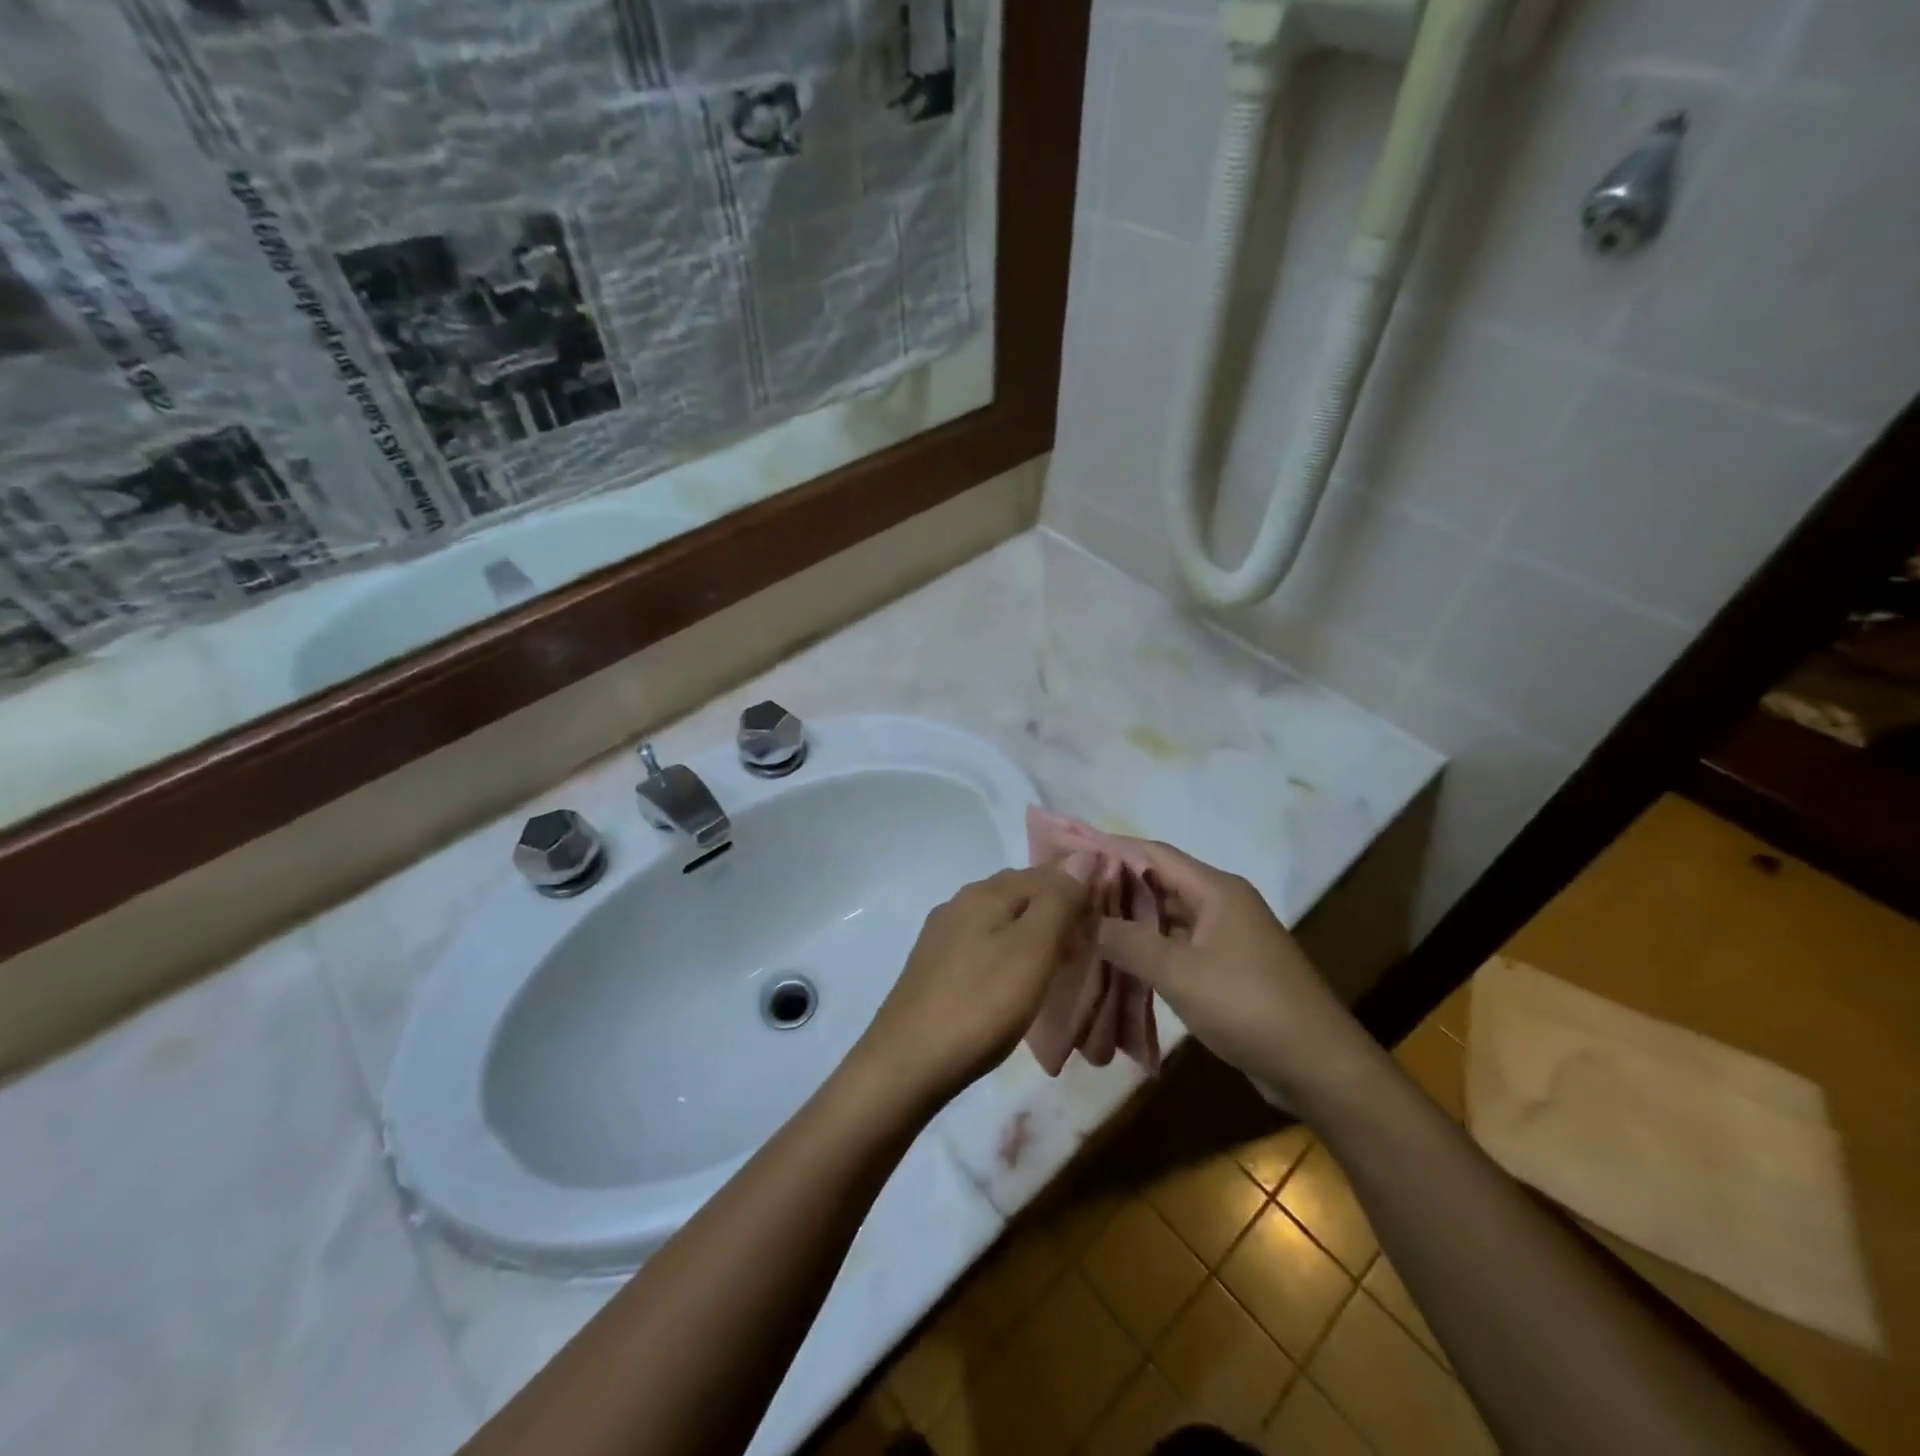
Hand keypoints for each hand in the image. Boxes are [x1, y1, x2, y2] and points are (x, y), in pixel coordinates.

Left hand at [855, 866, 1091, 1107]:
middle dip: (1056, 911)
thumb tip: (1083, 855)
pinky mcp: (934, 967)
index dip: (1079, 890)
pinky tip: (1016, 982)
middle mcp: (959, 903)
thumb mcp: (1032, 950)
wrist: (907, 1063)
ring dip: (1032, 934)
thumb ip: (1059, 901)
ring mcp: (942, 936)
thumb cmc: (980, 1004)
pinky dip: (1009, 954)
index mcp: (984, 892)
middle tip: (1087, 945)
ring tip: (1058, 965)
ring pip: (1001, 921)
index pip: (1044, 873)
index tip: (1106, 920)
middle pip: (1020, 894)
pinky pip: (983, 946)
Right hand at [1095, 840, 1368, 1101]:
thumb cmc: (1248, 1007)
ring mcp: (1228, 937)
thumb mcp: (1180, 973)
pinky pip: (1180, 946)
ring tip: (1084, 925)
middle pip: (1160, 883)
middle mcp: (1222, 904)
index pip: (1154, 854)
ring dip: (1131, 921)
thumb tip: (1088, 920)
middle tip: (1070, 893)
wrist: (1317, 1065)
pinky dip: (1150, 949)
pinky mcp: (1229, 967)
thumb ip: (1129, 942)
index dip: (1112, 849)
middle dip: (1116, 887)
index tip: (1071, 852)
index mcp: (1216, 890)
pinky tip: (1119, 962)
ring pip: (1168, 917)